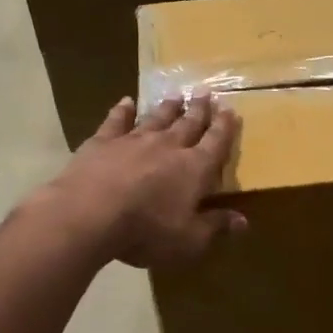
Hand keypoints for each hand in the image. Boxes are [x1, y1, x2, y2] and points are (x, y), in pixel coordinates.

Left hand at [38, 94, 245, 268]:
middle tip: (205, 92)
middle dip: (199, 109)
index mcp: (194, 169)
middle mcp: (168, 146)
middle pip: (188, 124)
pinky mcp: (103, 142)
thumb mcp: (189, 240)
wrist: (89, 214)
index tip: (230, 110)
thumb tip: (243, 221)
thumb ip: (215, 227)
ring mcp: (133, 140)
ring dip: (167, 107)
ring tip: (176, 95)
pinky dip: (122, 110)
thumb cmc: (146, 231)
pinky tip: (126, 101)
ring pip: (156, 118)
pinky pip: (116, 121)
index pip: (215, 143)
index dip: (225, 128)